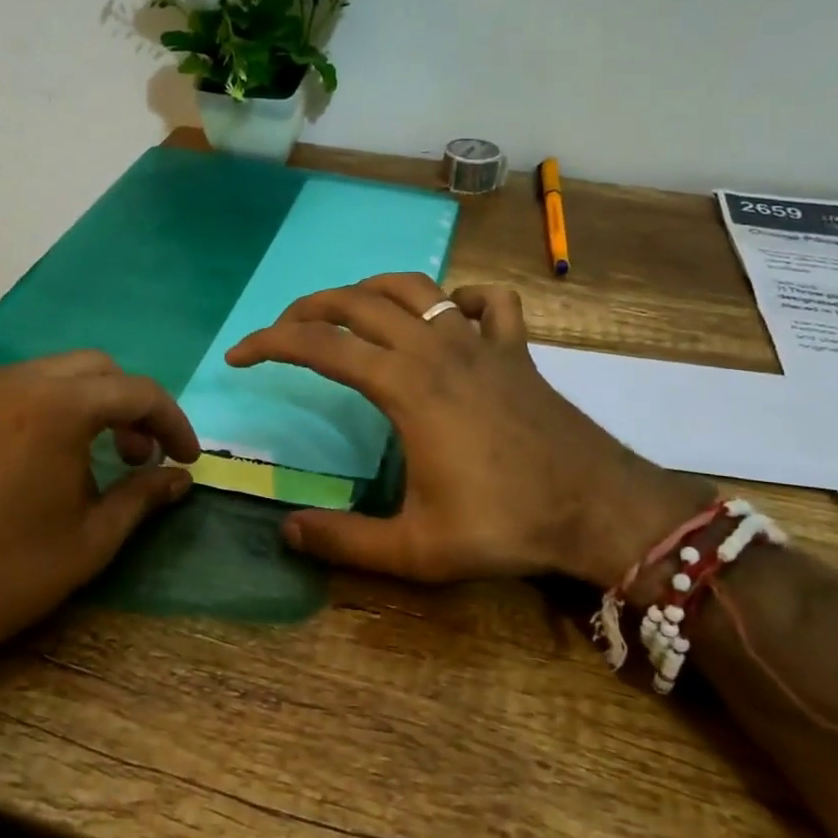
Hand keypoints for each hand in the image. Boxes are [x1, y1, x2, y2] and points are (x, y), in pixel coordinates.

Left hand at [0, 352, 198, 739]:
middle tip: (140, 456)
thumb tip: (180, 480)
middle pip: (95, 369)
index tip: (186, 457)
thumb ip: (142, 497)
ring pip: (49, 374)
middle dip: (129, 405)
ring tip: (91, 459)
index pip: (136, 392)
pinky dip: (43, 410)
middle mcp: (14, 382)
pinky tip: (38, 459)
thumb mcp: (90, 541)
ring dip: (86, 404)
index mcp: (57, 407)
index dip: (172, 422)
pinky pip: (9, 392)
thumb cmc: (6, 576)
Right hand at [226, 274, 707, 586]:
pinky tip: (449, 317)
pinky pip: (488, 302)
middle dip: (309, 309)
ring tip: (345, 313)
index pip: (321, 346)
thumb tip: (286, 532)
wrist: (598, 509)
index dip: (270, 343)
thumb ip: (345, 542)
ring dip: (370, 292)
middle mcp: (437, 348)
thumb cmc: (506, 524)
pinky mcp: (516, 350)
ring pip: (416, 287)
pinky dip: (460, 299)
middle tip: (281, 332)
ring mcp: (480, 342)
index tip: (238, 356)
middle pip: (359, 302)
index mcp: (406, 386)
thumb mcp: (417, 549)